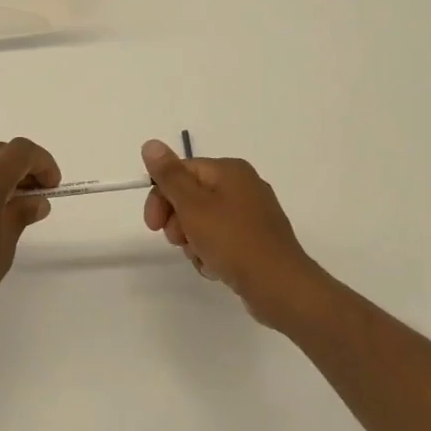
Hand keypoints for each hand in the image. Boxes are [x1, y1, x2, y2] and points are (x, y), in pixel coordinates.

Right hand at [141, 139, 329, 331]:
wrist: (280, 287)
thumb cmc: (234, 241)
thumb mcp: (194, 206)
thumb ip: (170, 175)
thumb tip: (150, 144)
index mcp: (230, 170)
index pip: (181, 172)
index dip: (161, 196)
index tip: (153, 225)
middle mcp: (243, 186)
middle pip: (191, 196)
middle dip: (178, 220)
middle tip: (178, 241)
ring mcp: (251, 215)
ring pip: (203, 221)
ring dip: (193, 240)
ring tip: (202, 257)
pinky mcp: (255, 240)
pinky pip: (220, 239)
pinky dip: (211, 252)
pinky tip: (215, 267)